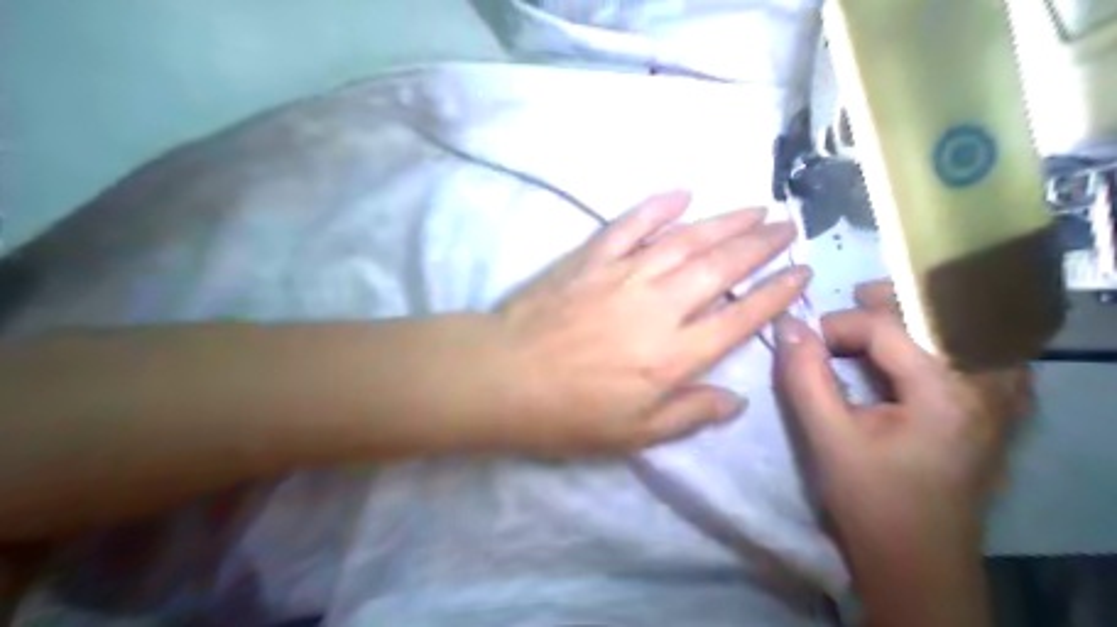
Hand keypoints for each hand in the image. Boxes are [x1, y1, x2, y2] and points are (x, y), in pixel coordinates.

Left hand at [489, 191, 812, 454]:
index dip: (776, 294)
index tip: (801, 273)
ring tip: (755, 207)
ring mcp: (624, 275)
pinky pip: (630, 225)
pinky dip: (658, 207)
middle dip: (761, 244)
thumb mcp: (635, 434)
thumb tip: (736, 401)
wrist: (504, 376)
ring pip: (686, 240)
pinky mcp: (591, 258)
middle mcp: (659, 306)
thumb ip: (690, 415)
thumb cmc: (569, 414)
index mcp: (674, 354)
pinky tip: (683, 194)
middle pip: (722, 267)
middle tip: (787, 226)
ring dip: (724, 221)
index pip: (741, 317)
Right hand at [779, 279, 1029, 547]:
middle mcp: (987, 385)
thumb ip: (804, 376)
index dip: (838, 325)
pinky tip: (911, 348)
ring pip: (960, 328)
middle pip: (937, 313)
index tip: (806, 345)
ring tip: (872, 321)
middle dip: (884, 305)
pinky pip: (973, 352)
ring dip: (912, 317)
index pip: (888, 326)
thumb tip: (787, 324)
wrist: (918, 562)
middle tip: (844, 309)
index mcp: (946, 391)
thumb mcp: (827, 437)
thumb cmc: (870, 501)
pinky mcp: (995, 410)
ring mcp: (1001, 398)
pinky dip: (936, 339)